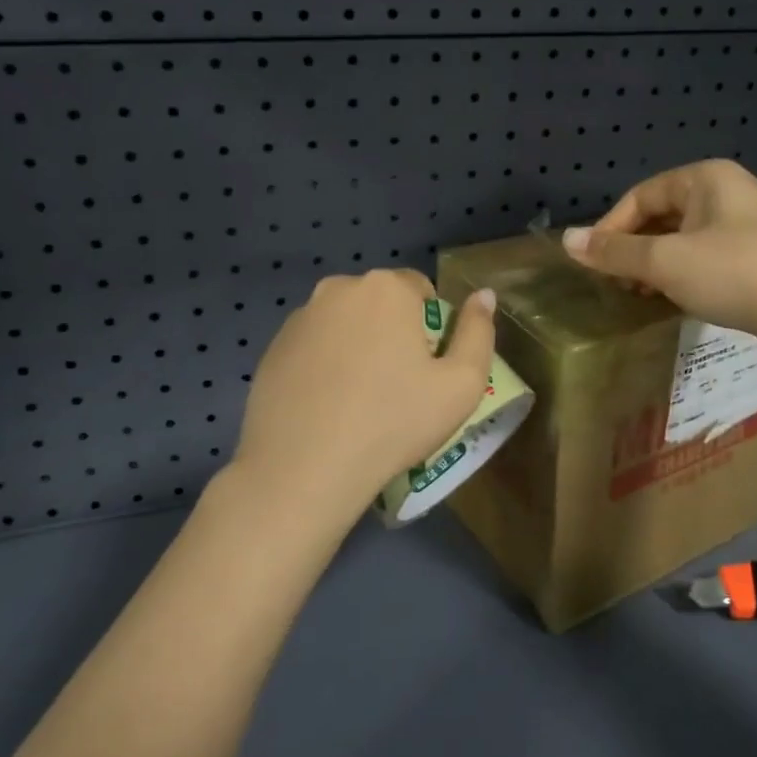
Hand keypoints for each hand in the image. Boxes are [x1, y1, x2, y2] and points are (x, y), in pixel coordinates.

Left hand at [229, 269, 496, 528]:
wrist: (304, 468)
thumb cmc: (394, 422)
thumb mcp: (461, 384)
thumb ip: (479, 332)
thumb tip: (484, 295)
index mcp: (386, 288)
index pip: (421, 289)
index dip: (431, 328)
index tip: (426, 369)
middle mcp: (339, 288)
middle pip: (381, 303)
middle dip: (393, 332)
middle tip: (397, 386)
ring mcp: (300, 316)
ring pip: (345, 323)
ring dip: (357, 345)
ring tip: (358, 399)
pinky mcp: (272, 346)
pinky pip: (314, 345)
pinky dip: (325, 363)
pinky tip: (326, 405)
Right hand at [562, 160, 756, 344]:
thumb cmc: (736, 274)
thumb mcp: (666, 262)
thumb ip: (614, 252)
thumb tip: (566, 240)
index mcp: (705, 178)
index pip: (640, 195)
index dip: (611, 228)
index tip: (593, 264)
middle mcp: (727, 192)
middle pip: (661, 216)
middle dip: (633, 249)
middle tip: (616, 284)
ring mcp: (747, 225)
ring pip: (683, 240)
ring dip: (656, 266)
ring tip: (641, 296)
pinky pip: (706, 258)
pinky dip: (683, 275)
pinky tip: (675, 301)